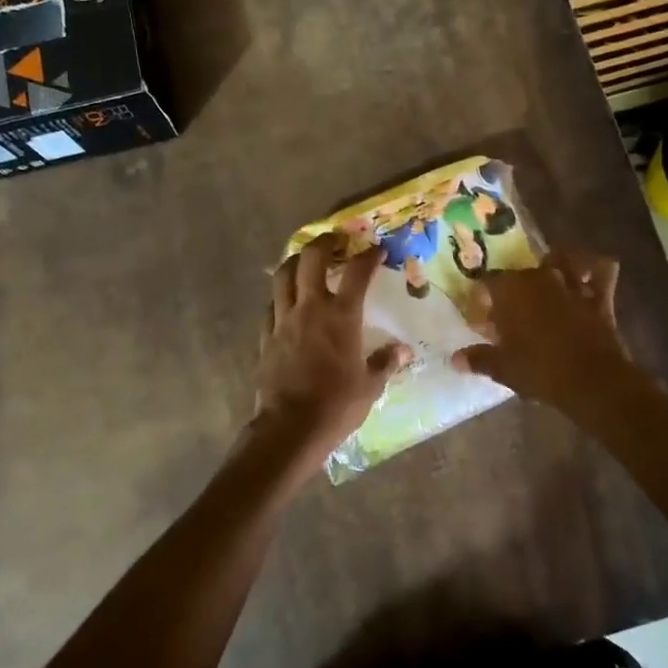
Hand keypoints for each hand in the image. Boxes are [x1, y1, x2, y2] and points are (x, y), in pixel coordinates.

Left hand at [256, 236, 407, 456]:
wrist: (290, 427)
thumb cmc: (337, 405)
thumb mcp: (370, 386)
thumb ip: (385, 362)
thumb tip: (401, 351)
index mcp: (341, 316)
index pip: (357, 272)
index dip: (368, 256)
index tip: (376, 250)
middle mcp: (310, 308)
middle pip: (311, 259)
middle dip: (324, 242)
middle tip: (335, 240)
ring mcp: (283, 319)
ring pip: (283, 275)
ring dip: (295, 261)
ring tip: (305, 260)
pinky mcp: (266, 335)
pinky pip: (271, 305)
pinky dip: (281, 295)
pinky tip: (287, 301)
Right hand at [451, 249, 633, 412]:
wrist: (592, 380)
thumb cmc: (539, 370)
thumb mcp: (502, 368)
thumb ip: (479, 359)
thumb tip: (456, 359)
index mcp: (510, 290)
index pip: (487, 283)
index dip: (481, 299)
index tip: (480, 320)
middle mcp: (539, 278)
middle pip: (520, 272)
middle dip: (512, 288)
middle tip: (508, 312)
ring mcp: (571, 283)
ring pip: (560, 260)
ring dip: (552, 266)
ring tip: (546, 281)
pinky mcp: (600, 296)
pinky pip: (602, 270)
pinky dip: (595, 269)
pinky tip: (588, 275)